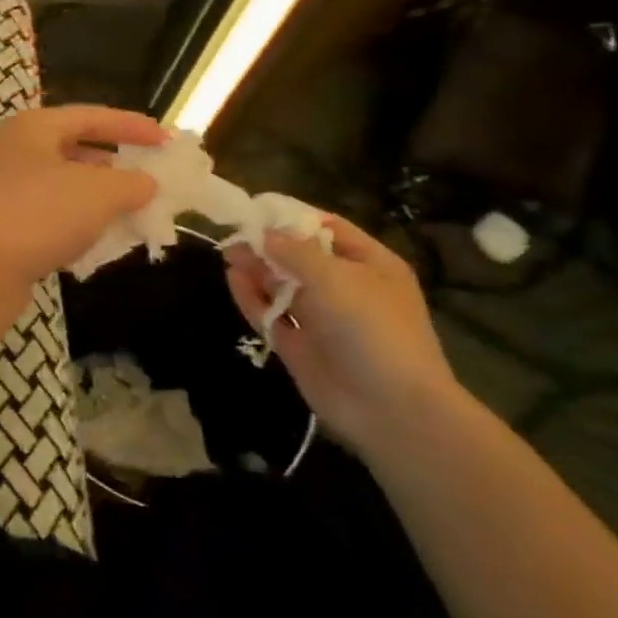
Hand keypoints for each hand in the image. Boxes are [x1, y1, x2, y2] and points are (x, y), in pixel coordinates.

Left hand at [0, 105, 164, 313]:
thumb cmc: (37, 214)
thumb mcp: (98, 192)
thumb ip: (132, 183)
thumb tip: (146, 183)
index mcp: (33, 128)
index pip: (91, 116)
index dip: (132, 126)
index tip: (168, 141)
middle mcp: (15, 153)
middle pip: (75, 151)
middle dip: (116, 167)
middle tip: (153, 181)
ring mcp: (5, 193)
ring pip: (64, 189)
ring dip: (99, 201)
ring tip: (136, 215)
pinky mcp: (4, 229)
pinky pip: (51, 220)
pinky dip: (78, 227)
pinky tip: (101, 245)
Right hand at [224, 213, 463, 451]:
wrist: (389, 408)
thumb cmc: (371, 330)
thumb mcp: (335, 278)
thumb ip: (294, 252)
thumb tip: (264, 233)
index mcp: (370, 265)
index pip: (328, 229)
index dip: (293, 218)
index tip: (257, 209)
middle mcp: (346, 288)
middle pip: (300, 257)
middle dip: (268, 244)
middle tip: (233, 233)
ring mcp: (322, 318)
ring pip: (282, 285)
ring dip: (257, 269)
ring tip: (228, 254)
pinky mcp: (299, 344)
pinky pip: (271, 313)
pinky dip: (251, 297)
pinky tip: (233, 280)